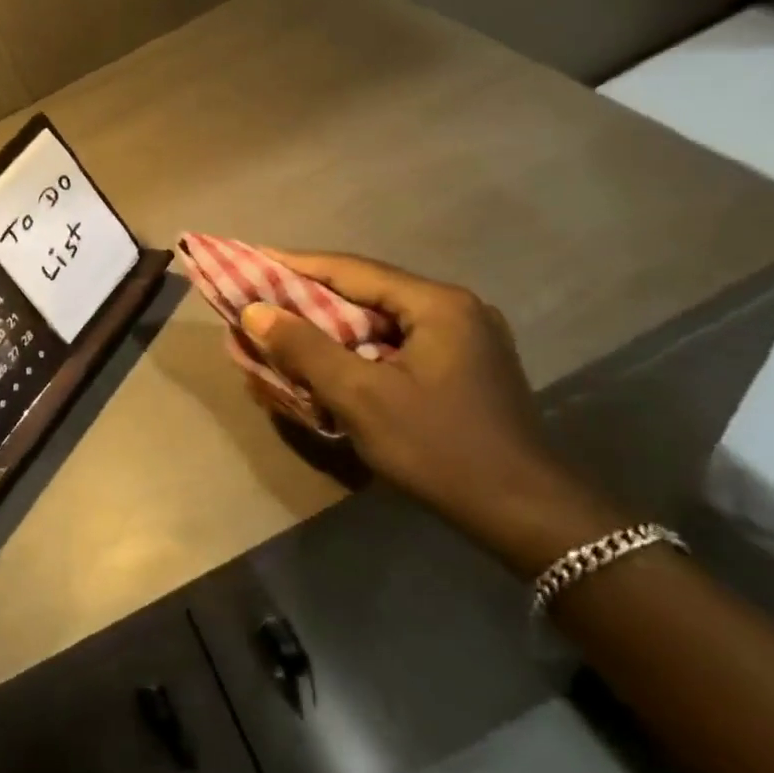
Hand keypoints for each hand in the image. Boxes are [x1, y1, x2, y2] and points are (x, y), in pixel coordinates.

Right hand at [237, 253, 622, 573]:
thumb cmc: (438, 448)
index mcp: (437, 304)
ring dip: (329, 325)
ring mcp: (463, 339)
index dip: (294, 264)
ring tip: (284, 329)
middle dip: (308, 297)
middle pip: (365, 291)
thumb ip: (305, 348)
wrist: (524, 514)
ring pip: (378, 319)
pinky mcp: (461, 368)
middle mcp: (454, 310)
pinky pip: (394, 343)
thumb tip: (254, 310)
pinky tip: (328, 362)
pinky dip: (355, 348)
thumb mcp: (361, 397)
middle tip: (260, 299)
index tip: (249, 258)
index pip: (350, 269)